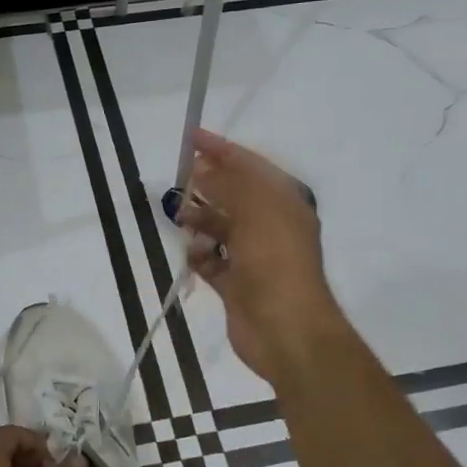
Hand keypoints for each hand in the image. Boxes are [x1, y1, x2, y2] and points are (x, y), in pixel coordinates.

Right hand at [179, 129, 347, 387]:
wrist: (285, 329)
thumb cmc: (275, 261)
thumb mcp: (255, 209)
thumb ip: (228, 184)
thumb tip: (203, 170)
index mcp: (284, 203)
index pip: (250, 166)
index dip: (221, 149)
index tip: (191, 137)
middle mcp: (271, 226)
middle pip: (234, 195)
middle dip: (208, 185)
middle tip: (181, 178)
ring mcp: (255, 256)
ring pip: (221, 227)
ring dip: (200, 220)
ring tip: (180, 218)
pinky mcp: (238, 284)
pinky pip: (213, 261)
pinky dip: (201, 256)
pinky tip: (193, 254)